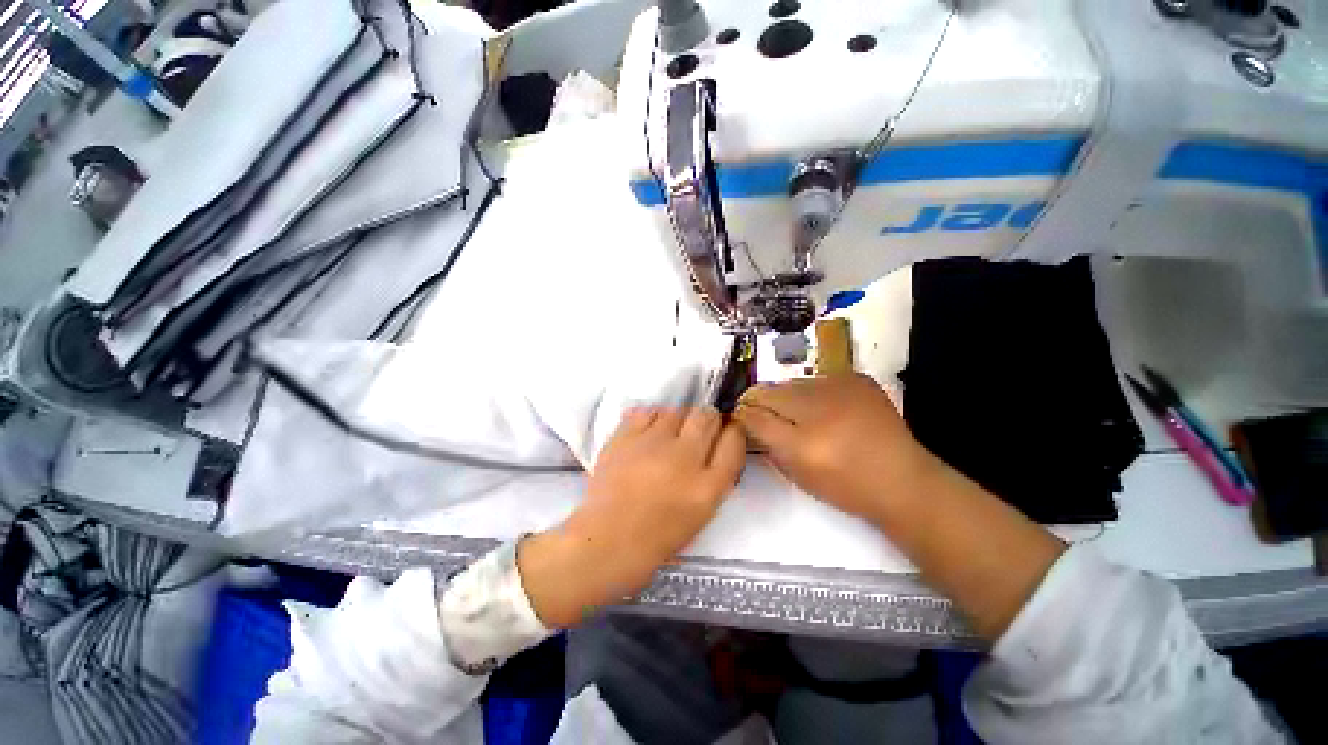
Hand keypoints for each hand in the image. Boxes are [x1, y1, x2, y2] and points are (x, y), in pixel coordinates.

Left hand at [520, 407, 745, 626]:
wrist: (607, 541)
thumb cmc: (657, 537)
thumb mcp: (701, 513)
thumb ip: (713, 477)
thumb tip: (716, 445)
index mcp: (707, 487)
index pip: (733, 441)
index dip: (732, 430)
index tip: (727, 430)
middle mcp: (684, 459)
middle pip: (707, 417)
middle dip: (708, 418)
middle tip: (699, 429)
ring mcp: (652, 444)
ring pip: (677, 410)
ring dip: (680, 419)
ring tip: (671, 434)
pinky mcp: (625, 437)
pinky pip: (647, 412)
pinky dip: (653, 418)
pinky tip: (649, 433)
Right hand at [734, 374, 940, 521]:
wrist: (902, 479)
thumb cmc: (845, 487)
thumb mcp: (797, 474)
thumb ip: (767, 443)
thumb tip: (748, 417)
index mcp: (802, 443)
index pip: (754, 416)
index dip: (743, 413)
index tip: (739, 416)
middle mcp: (818, 409)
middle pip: (769, 392)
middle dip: (759, 400)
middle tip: (760, 411)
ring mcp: (839, 387)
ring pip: (791, 383)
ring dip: (785, 396)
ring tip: (795, 412)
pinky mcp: (855, 378)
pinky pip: (816, 379)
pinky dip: (811, 391)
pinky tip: (821, 407)